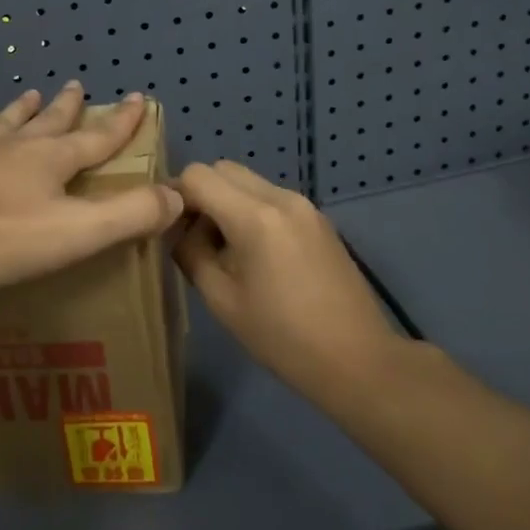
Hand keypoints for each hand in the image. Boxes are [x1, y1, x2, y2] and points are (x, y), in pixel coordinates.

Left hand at [0, 83, 182, 291]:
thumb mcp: (76, 233)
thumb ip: (129, 215)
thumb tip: (178, 195)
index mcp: (51, 162)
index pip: (98, 139)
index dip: (121, 122)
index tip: (138, 98)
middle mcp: (14, 147)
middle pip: (49, 123)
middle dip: (69, 108)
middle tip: (78, 86)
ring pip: (4, 123)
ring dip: (21, 109)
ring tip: (30, 94)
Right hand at [173, 161, 402, 403]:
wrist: (358, 361)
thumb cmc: (282, 338)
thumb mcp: (221, 300)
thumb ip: (191, 253)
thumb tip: (178, 229)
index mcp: (255, 216)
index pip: (198, 175)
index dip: (175, 195)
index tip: (170, 227)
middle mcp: (281, 197)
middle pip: (224, 169)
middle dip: (201, 194)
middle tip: (195, 236)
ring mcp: (305, 205)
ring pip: (248, 182)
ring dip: (227, 202)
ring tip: (225, 249)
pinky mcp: (318, 219)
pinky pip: (271, 198)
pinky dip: (251, 210)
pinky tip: (255, 255)